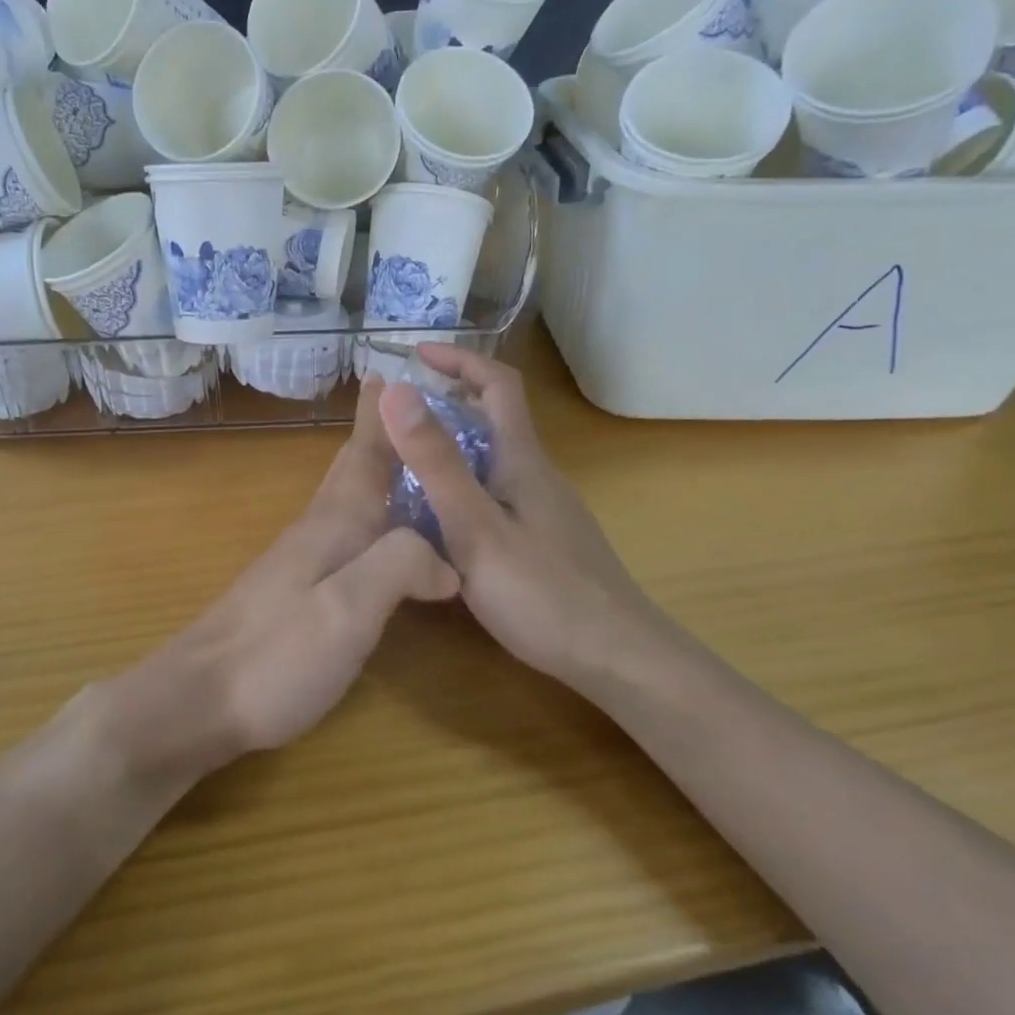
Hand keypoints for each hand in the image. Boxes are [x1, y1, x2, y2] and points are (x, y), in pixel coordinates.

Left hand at [130, 376, 459, 770]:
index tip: (388, 371)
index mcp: (334, 526)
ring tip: (395, 457)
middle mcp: (316, 533)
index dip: (379, 416)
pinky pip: (339, 533)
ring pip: (343, 500)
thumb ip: (399, 567)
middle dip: (373, 434)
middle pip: (349, 470)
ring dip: (368, 469)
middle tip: (393, 401)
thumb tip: (446, 558)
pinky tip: (370, 533)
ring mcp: (299, 562)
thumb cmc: (276, 654)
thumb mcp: (348, 611)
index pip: (364, 457)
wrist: (199, 698)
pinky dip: (362, 514)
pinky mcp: (292, 592)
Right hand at [377, 345, 660, 693]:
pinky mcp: (545, 540)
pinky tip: (441, 521)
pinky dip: (463, 485)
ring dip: (452, 446)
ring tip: (405, 466)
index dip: (458, 359)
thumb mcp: (475, 526)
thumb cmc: (542, 593)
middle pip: (496, 417)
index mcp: (522, 459)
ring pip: (494, 458)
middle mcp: (537, 474)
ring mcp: (545, 509)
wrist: (618, 659)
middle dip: (449, 400)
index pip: (497, 382)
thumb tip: (396, 390)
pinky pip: (497, 492)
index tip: (415, 355)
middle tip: (399, 415)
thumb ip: (436, 462)